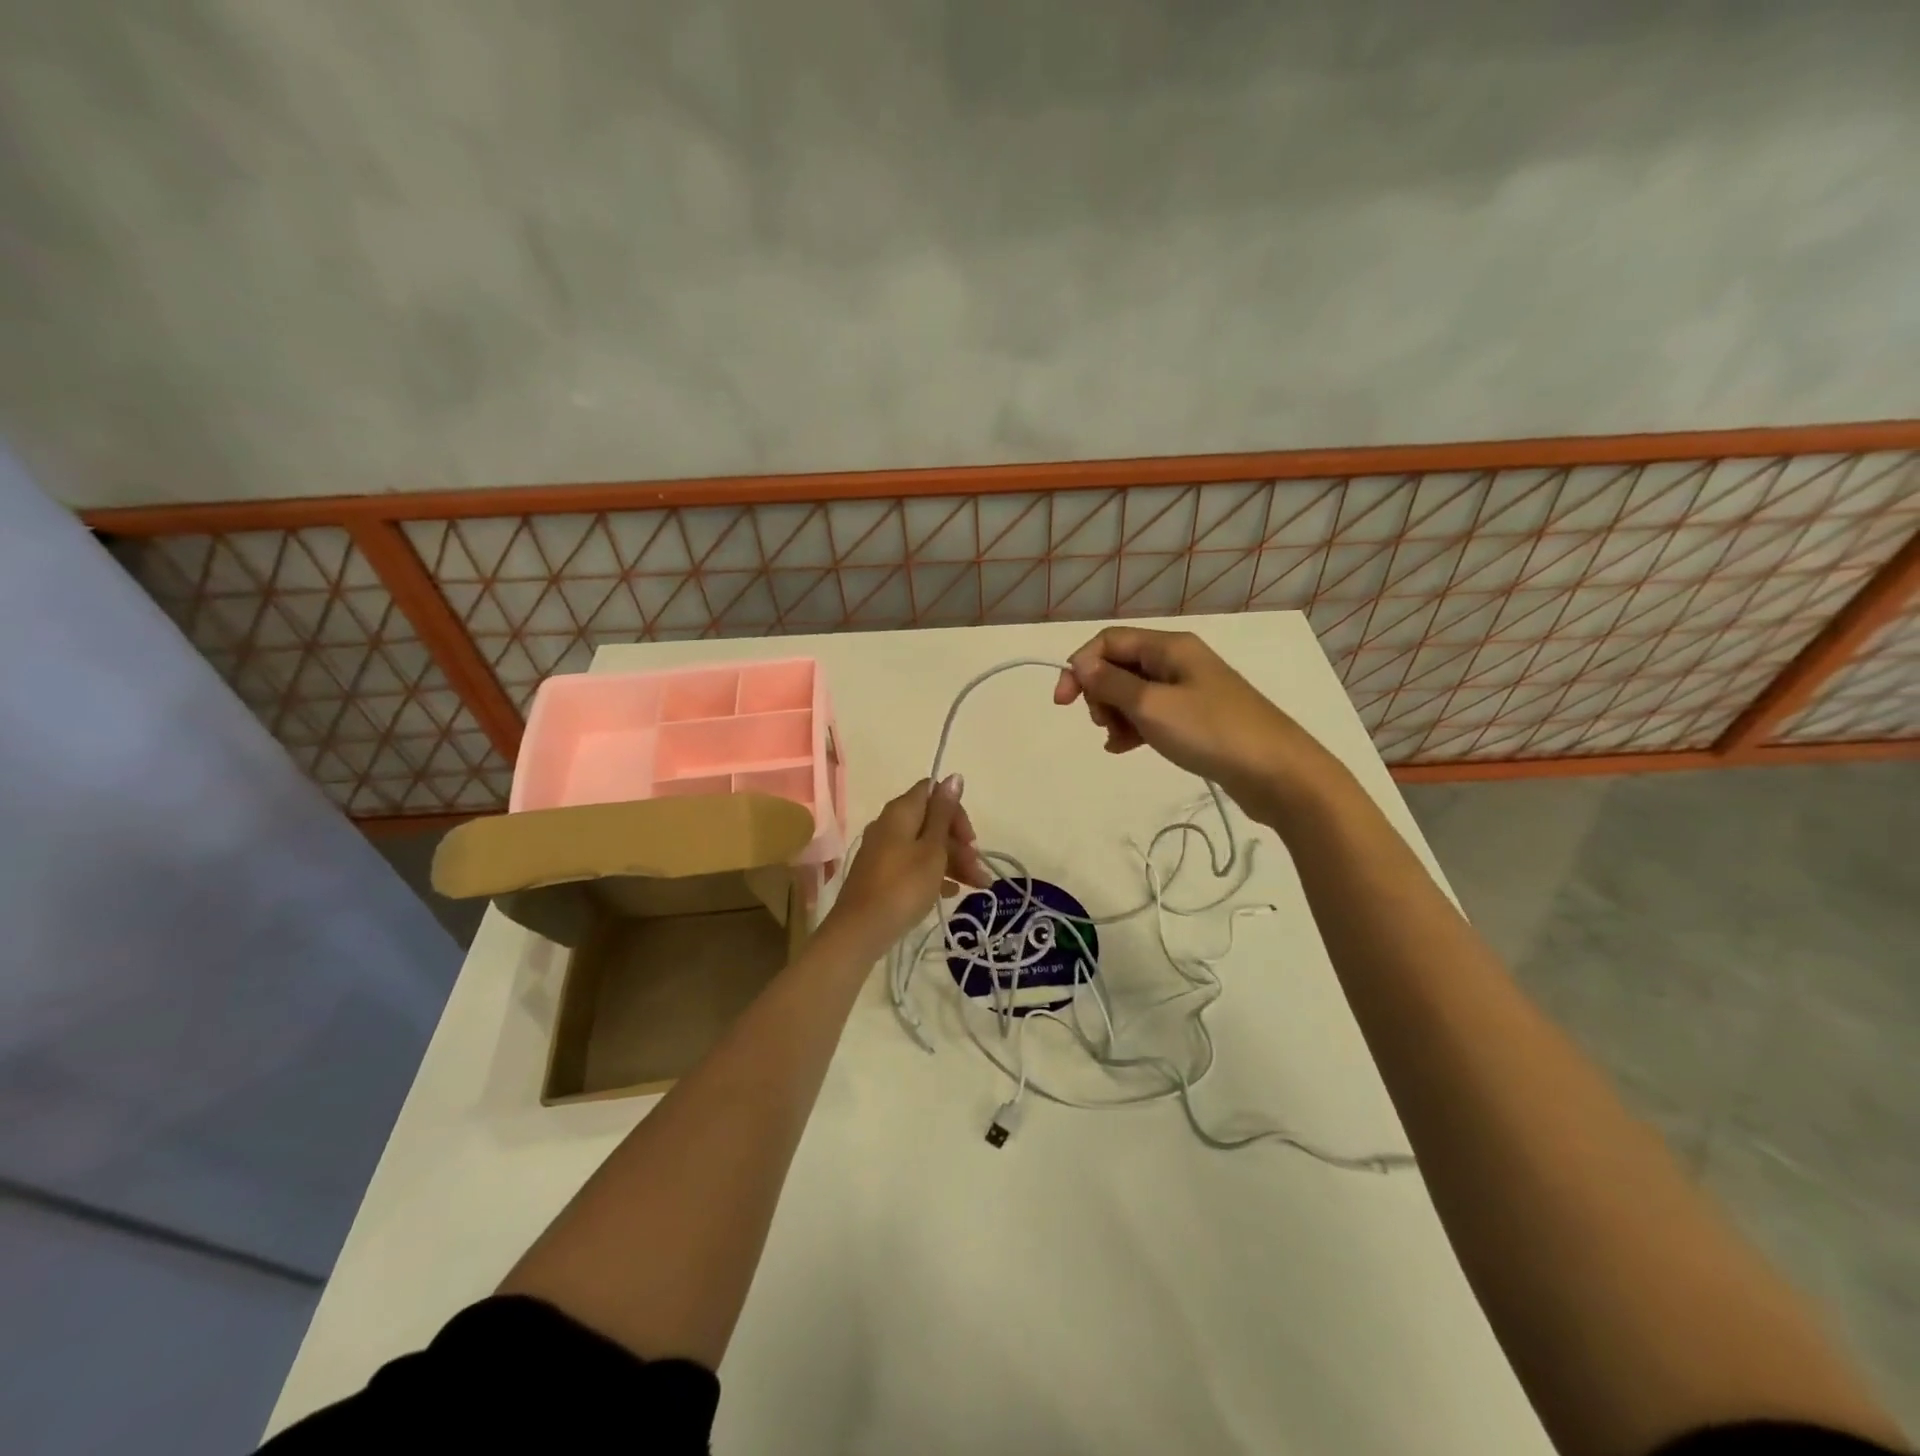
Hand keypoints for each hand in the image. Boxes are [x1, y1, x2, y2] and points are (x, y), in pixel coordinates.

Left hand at [825, 777, 990, 949]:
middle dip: (959, 843)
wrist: (861, 930)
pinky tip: (950, 894)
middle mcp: (889, 824)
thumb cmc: (904, 885)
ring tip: (977, 887)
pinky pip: (913, 864)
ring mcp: (883, 850)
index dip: (956, 810)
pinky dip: (934, 874)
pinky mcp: (881, 874)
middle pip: (931, 821)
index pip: (933, 792)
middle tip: (978, 871)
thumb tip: (953, 776)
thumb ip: (944, 813)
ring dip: (953, 862)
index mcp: (900, 811)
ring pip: (925, 846)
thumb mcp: (932, 849)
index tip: (970, 839)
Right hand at [1052, 627, 1313, 814]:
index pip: (1109, 641)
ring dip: (1115, 713)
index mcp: (1170, 647)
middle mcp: (1178, 661)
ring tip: (1117, 741)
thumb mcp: (1152, 706)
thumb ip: (1112, 683)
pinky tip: (1126, 748)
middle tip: (1102, 723)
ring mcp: (1189, 690)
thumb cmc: (1211, 732)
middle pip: (1120, 665)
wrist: (1277, 772)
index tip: (1063, 703)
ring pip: (1133, 692)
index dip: (1080, 666)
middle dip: (1099, 692)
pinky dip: (1134, 727)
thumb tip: (1081, 664)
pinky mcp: (1196, 718)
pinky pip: (1152, 714)